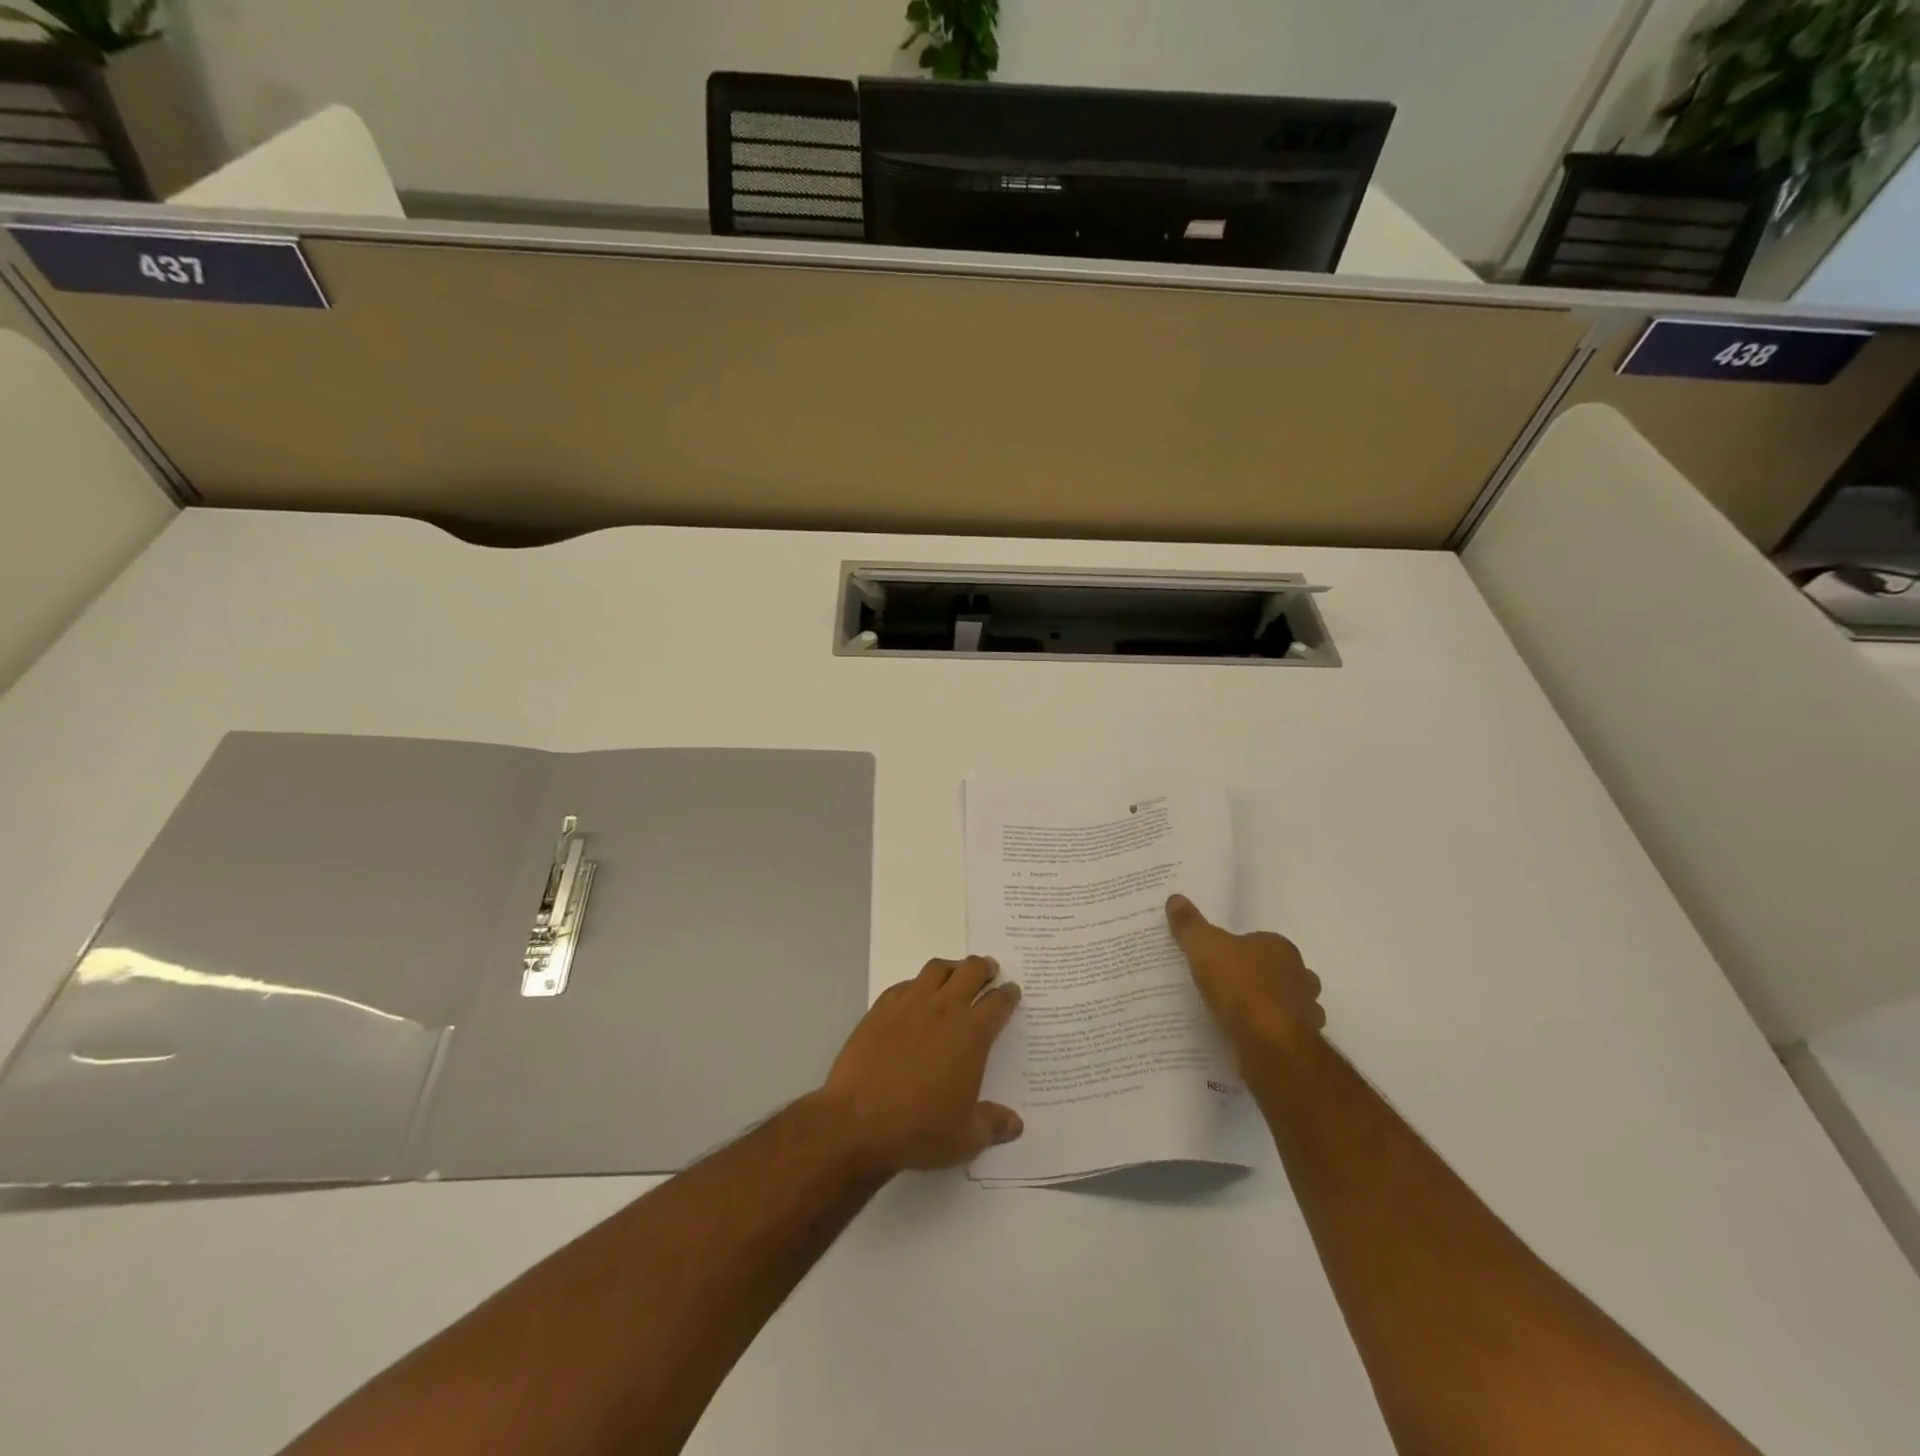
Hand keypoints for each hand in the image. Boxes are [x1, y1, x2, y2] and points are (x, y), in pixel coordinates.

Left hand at [810, 956, 1023, 1176]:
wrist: (859, 1121)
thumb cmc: (920, 1129)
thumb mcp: (966, 1138)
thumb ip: (993, 1125)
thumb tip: (1016, 1124)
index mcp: (972, 1034)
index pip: (998, 1003)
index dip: (1008, 995)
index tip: (1011, 991)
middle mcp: (944, 1009)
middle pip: (970, 971)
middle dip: (984, 968)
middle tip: (989, 969)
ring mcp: (910, 1004)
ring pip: (937, 969)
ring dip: (952, 968)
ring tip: (955, 974)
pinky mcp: (881, 1009)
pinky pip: (905, 984)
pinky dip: (917, 984)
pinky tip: (916, 995)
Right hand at [1166, 895, 1323, 1055]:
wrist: (1270, 1042)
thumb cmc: (1240, 985)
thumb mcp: (1204, 947)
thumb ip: (1189, 925)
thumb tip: (1175, 898)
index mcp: (1280, 947)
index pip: (1262, 942)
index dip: (1242, 950)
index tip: (1222, 960)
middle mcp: (1301, 975)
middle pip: (1279, 972)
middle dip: (1260, 978)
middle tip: (1228, 987)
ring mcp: (1307, 1010)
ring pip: (1287, 1004)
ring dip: (1269, 1008)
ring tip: (1238, 1016)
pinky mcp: (1302, 1042)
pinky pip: (1283, 1033)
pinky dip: (1270, 1034)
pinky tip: (1249, 1039)